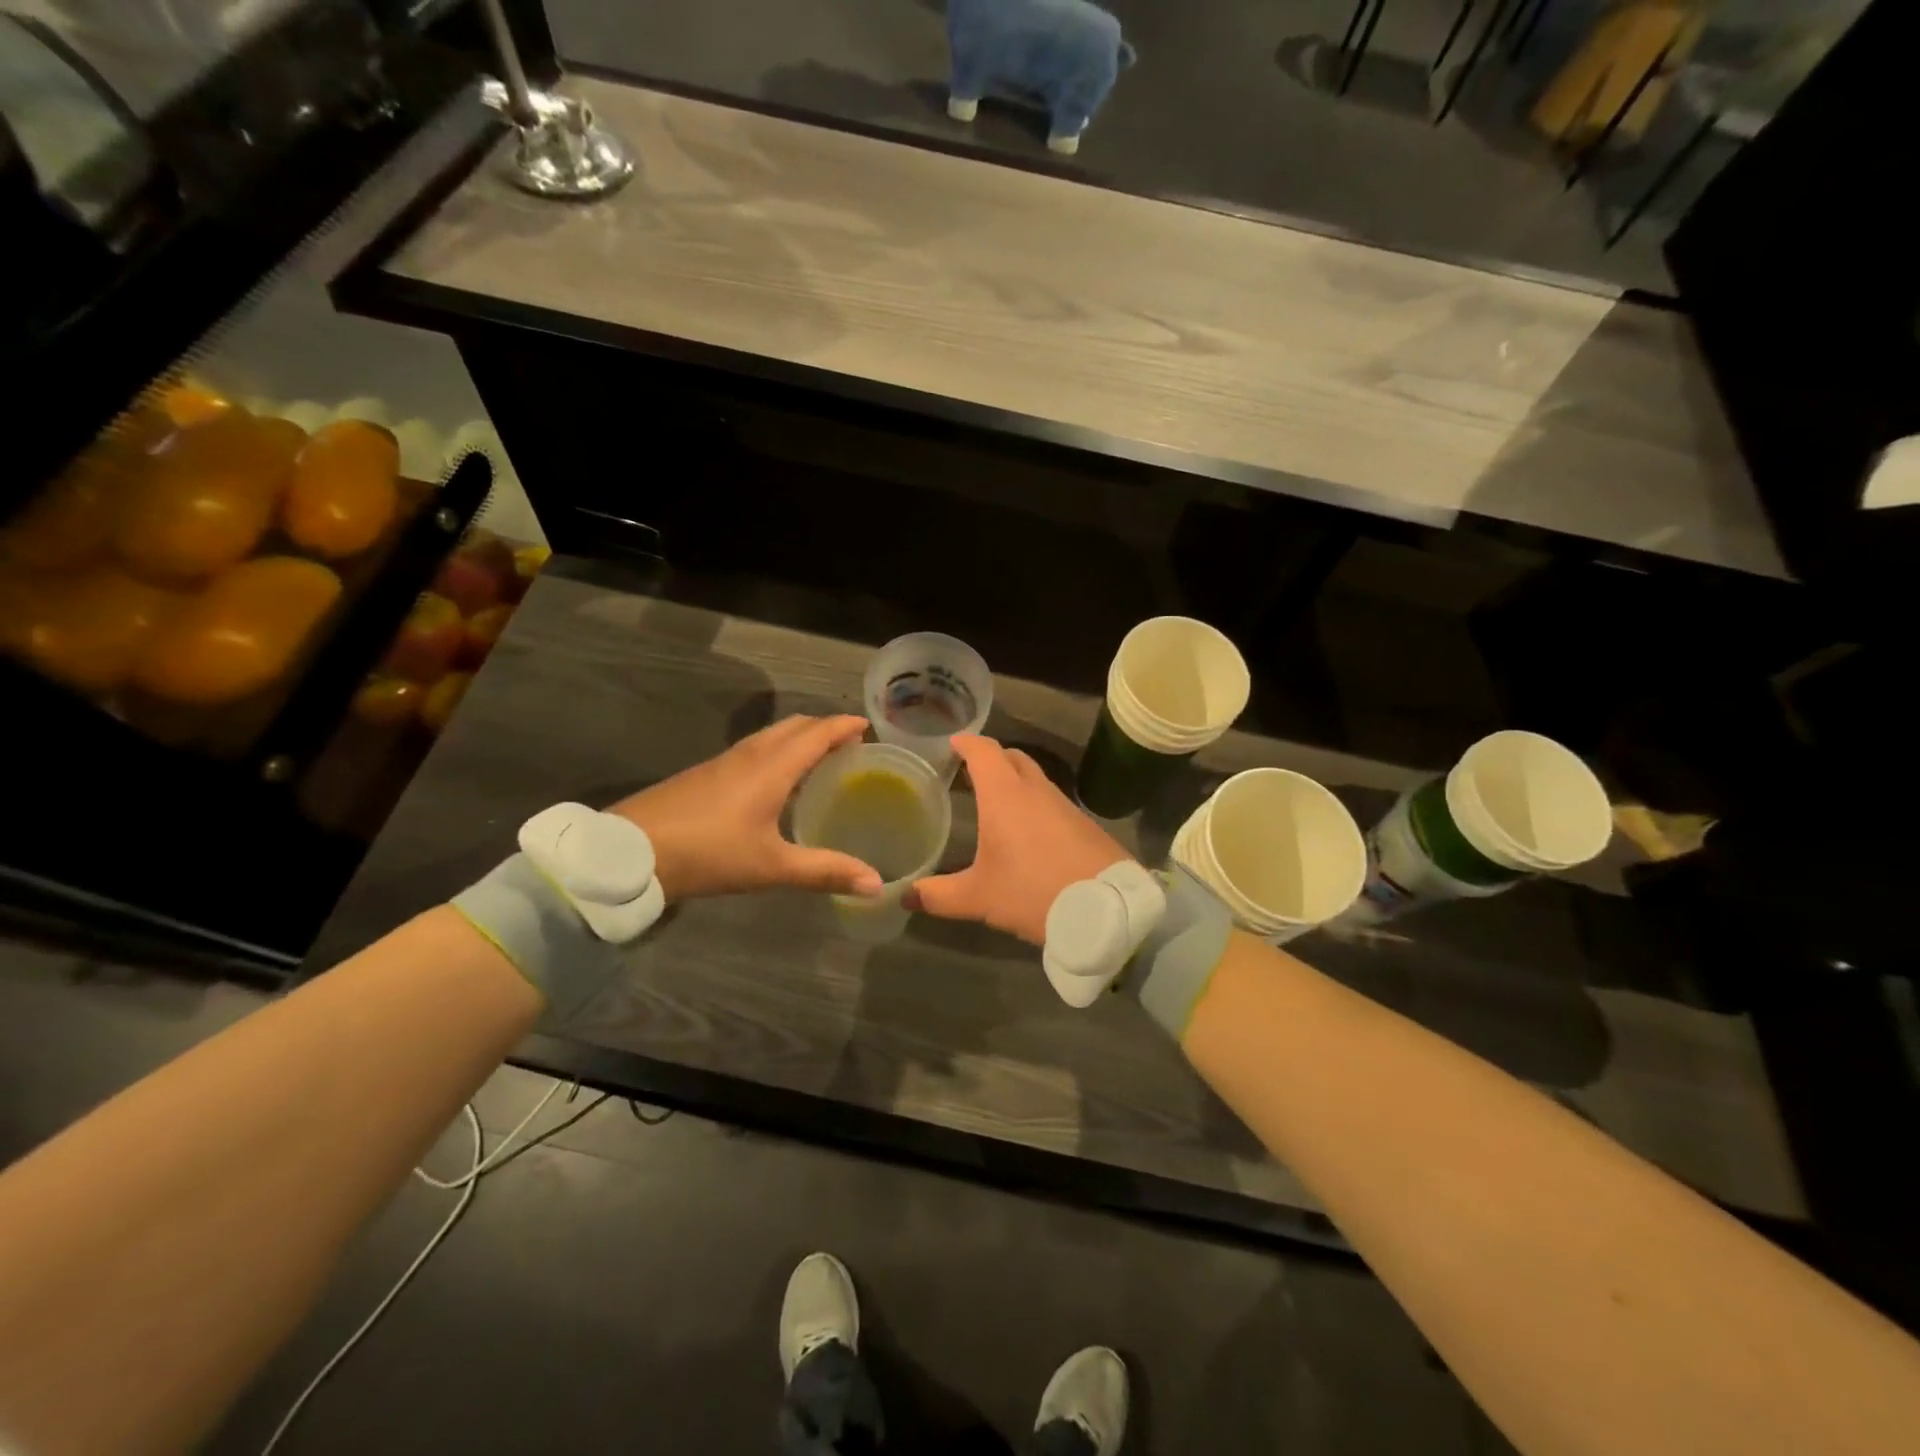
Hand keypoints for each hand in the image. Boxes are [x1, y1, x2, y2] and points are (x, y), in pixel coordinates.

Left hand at [608, 715, 883, 902]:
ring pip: (769, 736)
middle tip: (848, 745)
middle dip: (823, 728)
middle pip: (793, 726)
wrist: (629, 852)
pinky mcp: (703, 774)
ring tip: (817, 759)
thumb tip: (875, 884)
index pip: (816, 733)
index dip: (843, 727)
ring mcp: (722, 762)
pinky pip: (751, 750)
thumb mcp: (770, 867)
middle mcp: (749, 755)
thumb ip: (824, 871)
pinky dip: (775, 752)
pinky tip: (774, 781)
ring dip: (797, 738)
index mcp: (772, 767)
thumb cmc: (708, 853)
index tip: (867, 726)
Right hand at [912, 734, 1132, 944]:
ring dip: (1015, 780)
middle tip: (968, 771)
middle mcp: (1036, 790)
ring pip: (1035, 778)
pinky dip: (1034, 803)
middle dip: (990, 758)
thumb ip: (938, 895)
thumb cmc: (1034, 892)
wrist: (1107, 908)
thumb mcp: (979, 897)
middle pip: (1011, 757)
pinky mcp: (1084, 823)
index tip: (952, 743)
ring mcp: (1064, 804)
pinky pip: (1052, 800)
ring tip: (994, 799)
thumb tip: (903, 896)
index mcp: (1005, 794)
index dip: (966, 743)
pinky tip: (1027, 830)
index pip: (983, 751)